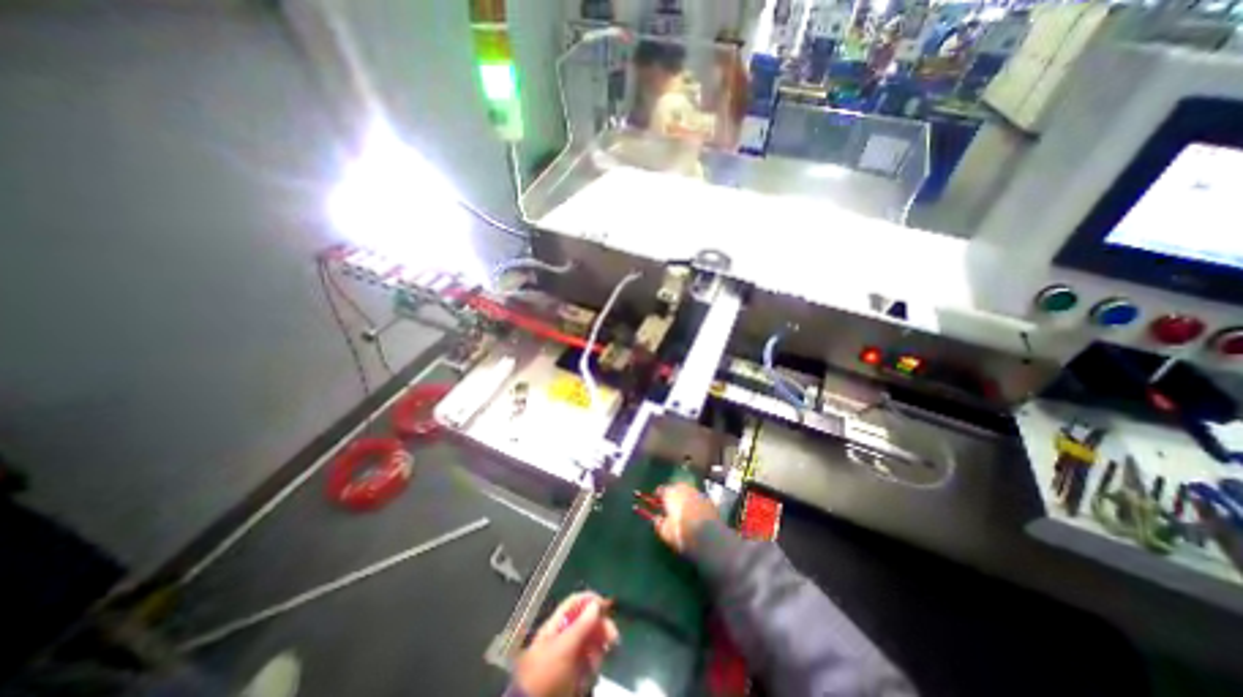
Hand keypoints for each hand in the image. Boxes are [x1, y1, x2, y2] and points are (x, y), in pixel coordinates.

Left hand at [512, 594, 617, 696]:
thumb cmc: (546, 672)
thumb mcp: (564, 647)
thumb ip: (581, 625)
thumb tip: (596, 604)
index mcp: (557, 624)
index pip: (576, 603)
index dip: (591, 600)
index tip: (607, 606)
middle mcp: (563, 636)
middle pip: (586, 622)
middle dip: (601, 628)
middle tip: (613, 638)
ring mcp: (568, 656)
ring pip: (591, 644)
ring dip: (597, 651)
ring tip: (596, 664)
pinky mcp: (573, 674)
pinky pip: (589, 664)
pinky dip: (592, 668)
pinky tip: (589, 677)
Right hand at [651, 485, 719, 555]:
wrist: (710, 538)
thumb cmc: (683, 533)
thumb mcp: (666, 532)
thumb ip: (659, 523)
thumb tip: (657, 519)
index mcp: (671, 492)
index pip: (661, 490)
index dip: (658, 496)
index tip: (656, 502)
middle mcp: (685, 488)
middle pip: (676, 488)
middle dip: (673, 494)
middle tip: (670, 505)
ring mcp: (698, 493)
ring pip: (688, 492)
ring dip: (685, 498)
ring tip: (683, 509)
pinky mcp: (710, 501)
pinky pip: (698, 499)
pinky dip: (695, 504)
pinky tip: (695, 514)